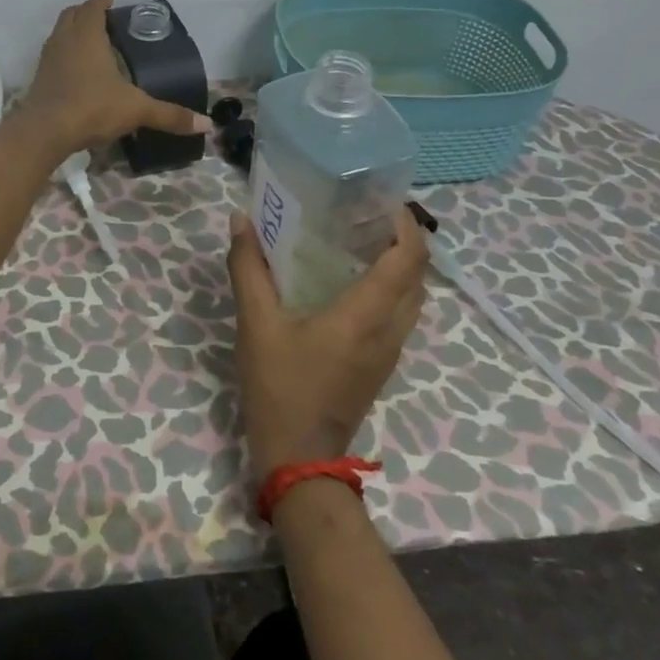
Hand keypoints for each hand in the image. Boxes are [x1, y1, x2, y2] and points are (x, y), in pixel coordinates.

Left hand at [22, 0, 211, 156]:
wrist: (44, 131)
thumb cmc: (92, 107)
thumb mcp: (136, 109)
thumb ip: (169, 115)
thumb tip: (206, 125)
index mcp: (87, 35)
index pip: (93, 7)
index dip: (102, 1)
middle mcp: (64, 40)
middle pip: (71, 15)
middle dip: (85, 12)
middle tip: (103, 18)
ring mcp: (47, 59)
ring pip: (58, 34)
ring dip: (72, 32)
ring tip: (91, 43)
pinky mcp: (39, 79)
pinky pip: (53, 56)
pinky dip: (64, 55)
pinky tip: (77, 72)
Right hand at [229, 205, 430, 480]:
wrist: (299, 459)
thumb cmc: (280, 386)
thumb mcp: (256, 323)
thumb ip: (248, 267)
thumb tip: (241, 219)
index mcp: (367, 314)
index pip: (409, 259)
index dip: (406, 225)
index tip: (383, 200)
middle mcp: (390, 329)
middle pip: (419, 275)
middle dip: (404, 239)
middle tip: (367, 214)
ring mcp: (389, 350)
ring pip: (413, 297)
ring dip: (400, 264)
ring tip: (361, 240)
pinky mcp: (380, 364)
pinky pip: (400, 314)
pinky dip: (390, 287)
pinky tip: (352, 281)